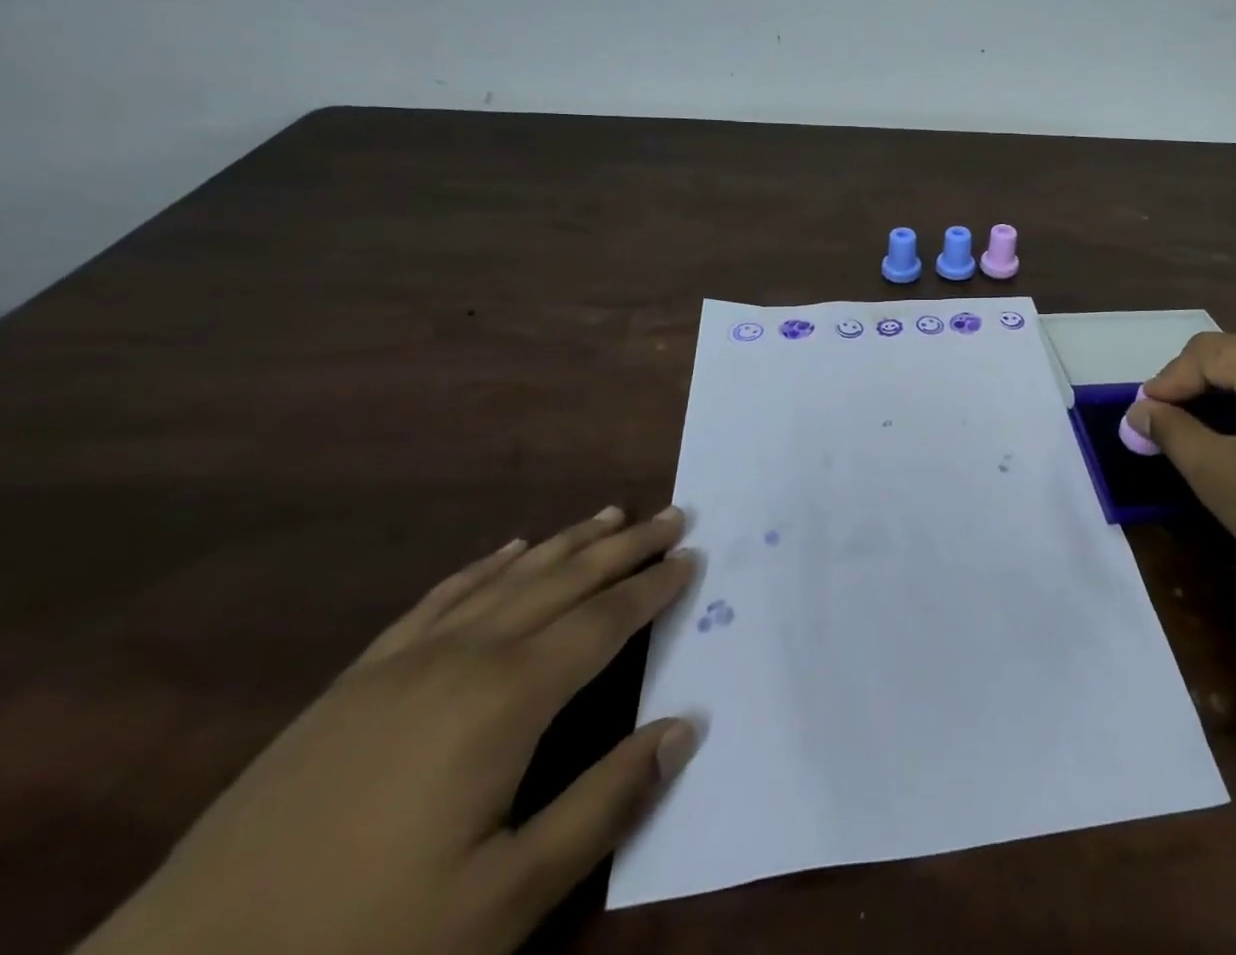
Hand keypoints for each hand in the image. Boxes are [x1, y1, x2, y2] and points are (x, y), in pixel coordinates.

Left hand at [79, 506, 698, 954]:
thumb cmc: (366, 941)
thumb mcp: (504, 899)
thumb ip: (604, 805)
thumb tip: (686, 726)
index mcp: (506, 699)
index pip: (603, 621)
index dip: (652, 587)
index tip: (692, 555)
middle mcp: (464, 656)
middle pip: (564, 581)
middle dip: (624, 545)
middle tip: (672, 512)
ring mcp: (403, 662)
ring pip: (508, 578)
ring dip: (567, 543)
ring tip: (609, 514)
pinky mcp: (356, 680)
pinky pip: (440, 598)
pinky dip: (486, 566)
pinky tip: (508, 550)